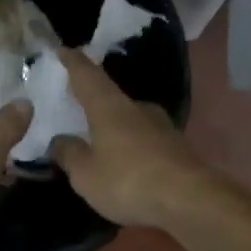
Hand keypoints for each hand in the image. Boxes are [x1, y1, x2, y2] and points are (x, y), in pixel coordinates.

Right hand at [49, 51, 211, 227]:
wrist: (190, 200)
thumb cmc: (128, 181)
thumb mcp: (86, 174)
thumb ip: (70, 154)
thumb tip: (60, 140)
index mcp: (109, 106)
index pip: (87, 75)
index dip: (73, 63)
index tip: (63, 51)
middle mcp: (136, 108)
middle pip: (110, 96)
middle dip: (93, 100)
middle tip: (76, 106)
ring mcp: (161, 126)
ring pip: (129, 118)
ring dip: (113, 125)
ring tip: (98, 139)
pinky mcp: (177, 147)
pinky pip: (144, 139)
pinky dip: (130, 145)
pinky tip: (124, 161)